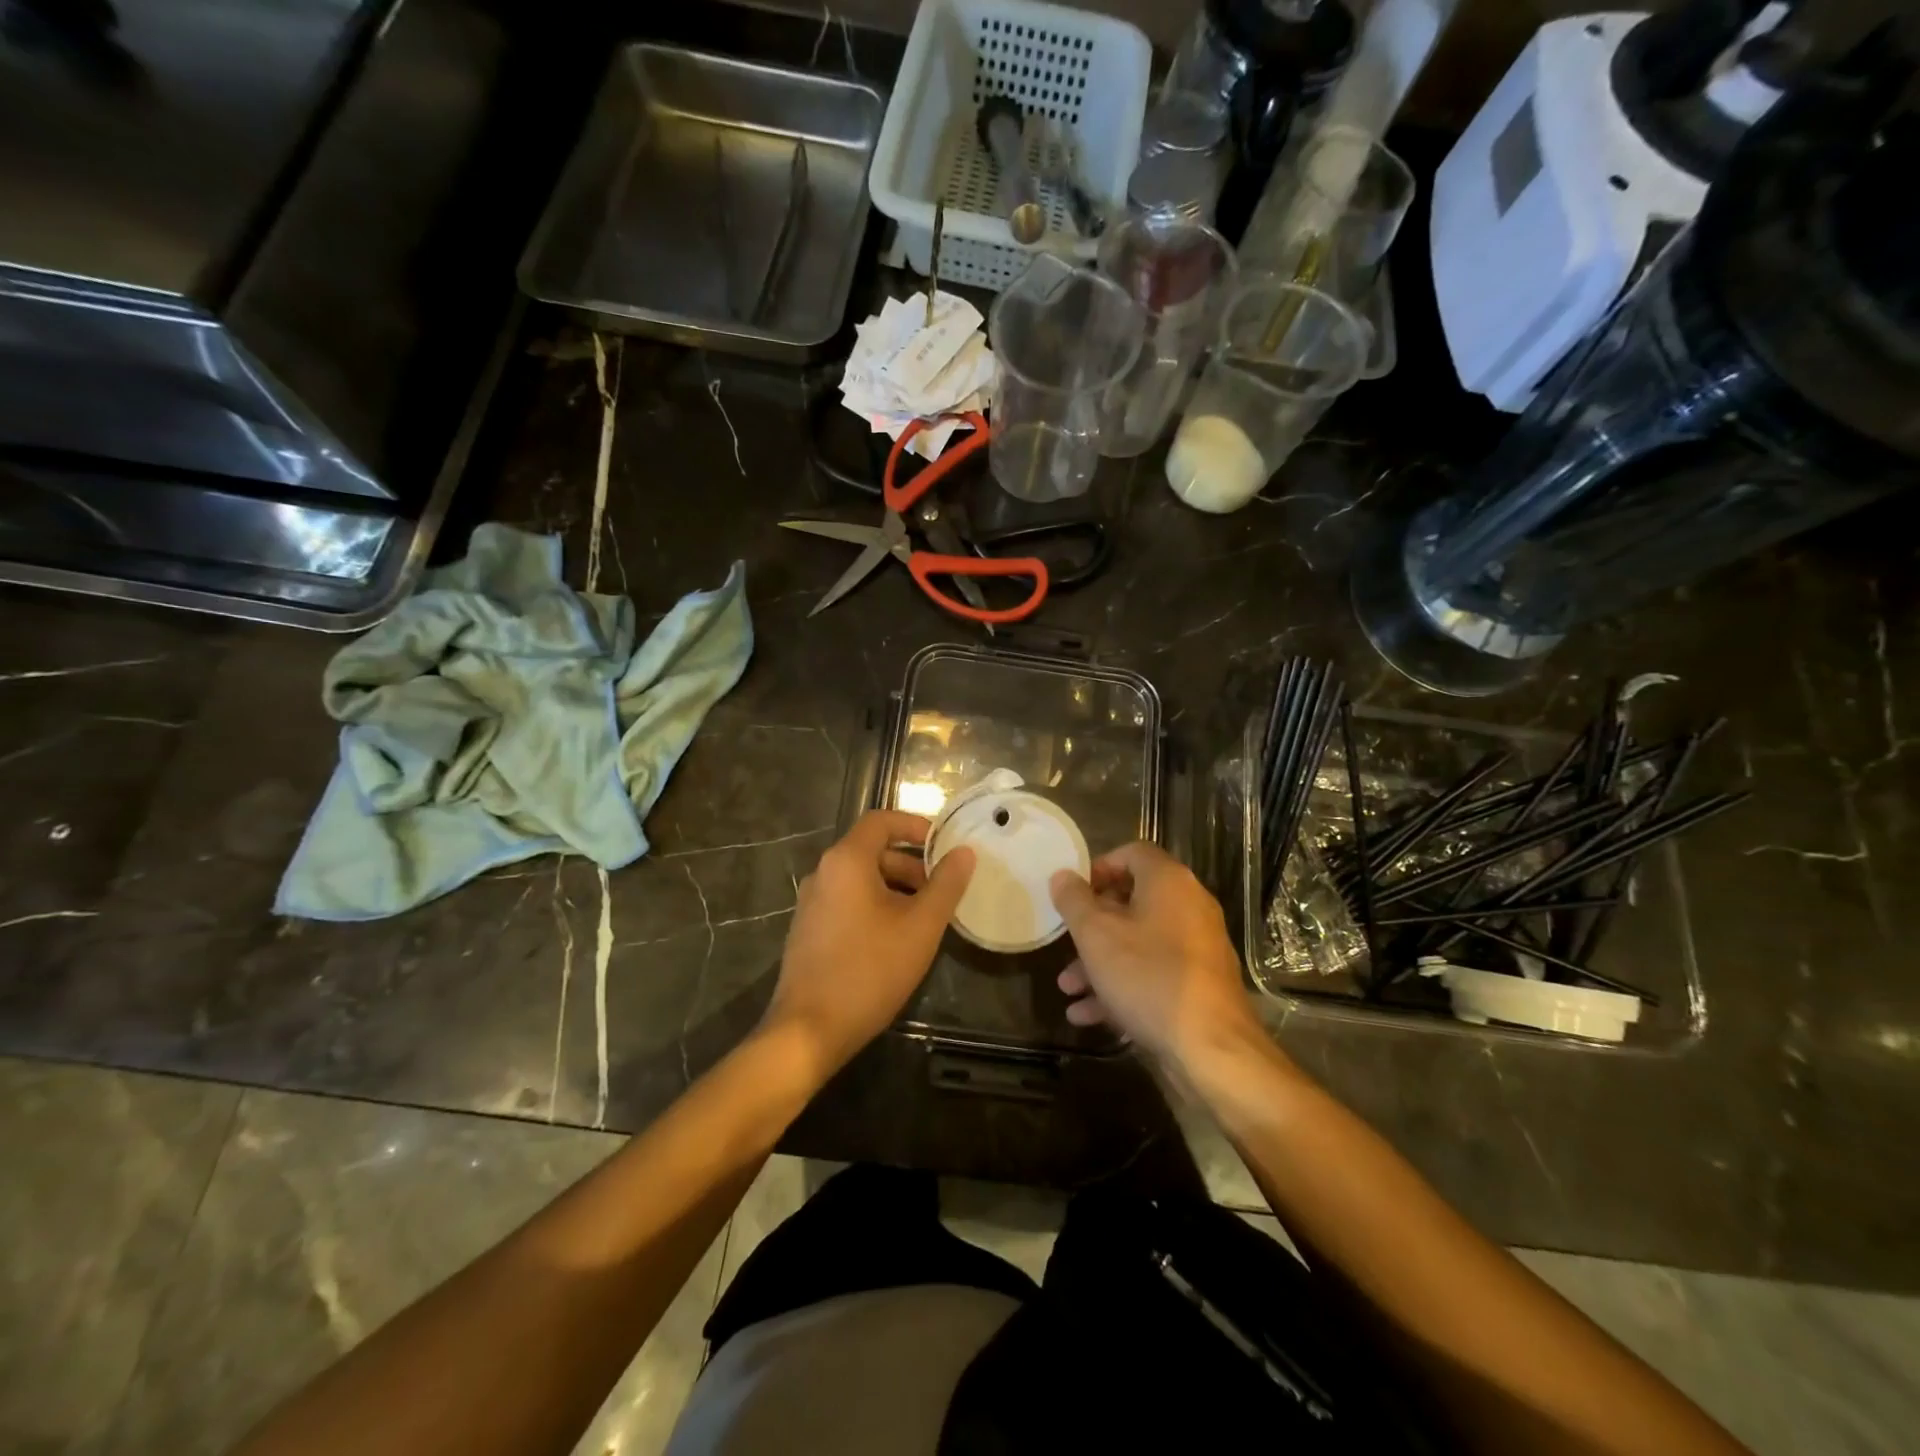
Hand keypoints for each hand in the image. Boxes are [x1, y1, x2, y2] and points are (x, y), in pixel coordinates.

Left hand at [763, 810, 973, 1081]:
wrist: (808, 1030)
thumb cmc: (869, 970)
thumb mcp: (920, 927)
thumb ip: (946, 885)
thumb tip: (964, 853)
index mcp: (846, 861)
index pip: (881, 820)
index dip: (915, 825)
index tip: (943, 844)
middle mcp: (823, 873)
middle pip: (872, 850)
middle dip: (911, 864)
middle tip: (941, 891)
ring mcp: (811, 903)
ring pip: (861, 879)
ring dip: (896, 888)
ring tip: (925, 919)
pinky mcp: (808, 930)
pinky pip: (848, 901)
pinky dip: (875, 906)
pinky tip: (896, 940)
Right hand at [1048, 842, 1259, 1072]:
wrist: (1210, 1049)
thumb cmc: (1147, 976)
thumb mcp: (1096, 934)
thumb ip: (1074, 900)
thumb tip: (1063, 876)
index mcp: (1169, 882)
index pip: (1132, 853)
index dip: (1098, 868)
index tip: (1073, 894)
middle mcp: (1189, 907)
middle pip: (1132, 902)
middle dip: (1091, 926)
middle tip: (1066, 944)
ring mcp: (1197, 948)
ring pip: (1138, 943)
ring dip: (1099, 963)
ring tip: (1068, 989)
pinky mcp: (1199, 985)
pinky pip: (1153, 973)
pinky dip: (1122, 987)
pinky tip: (1089, 1016)